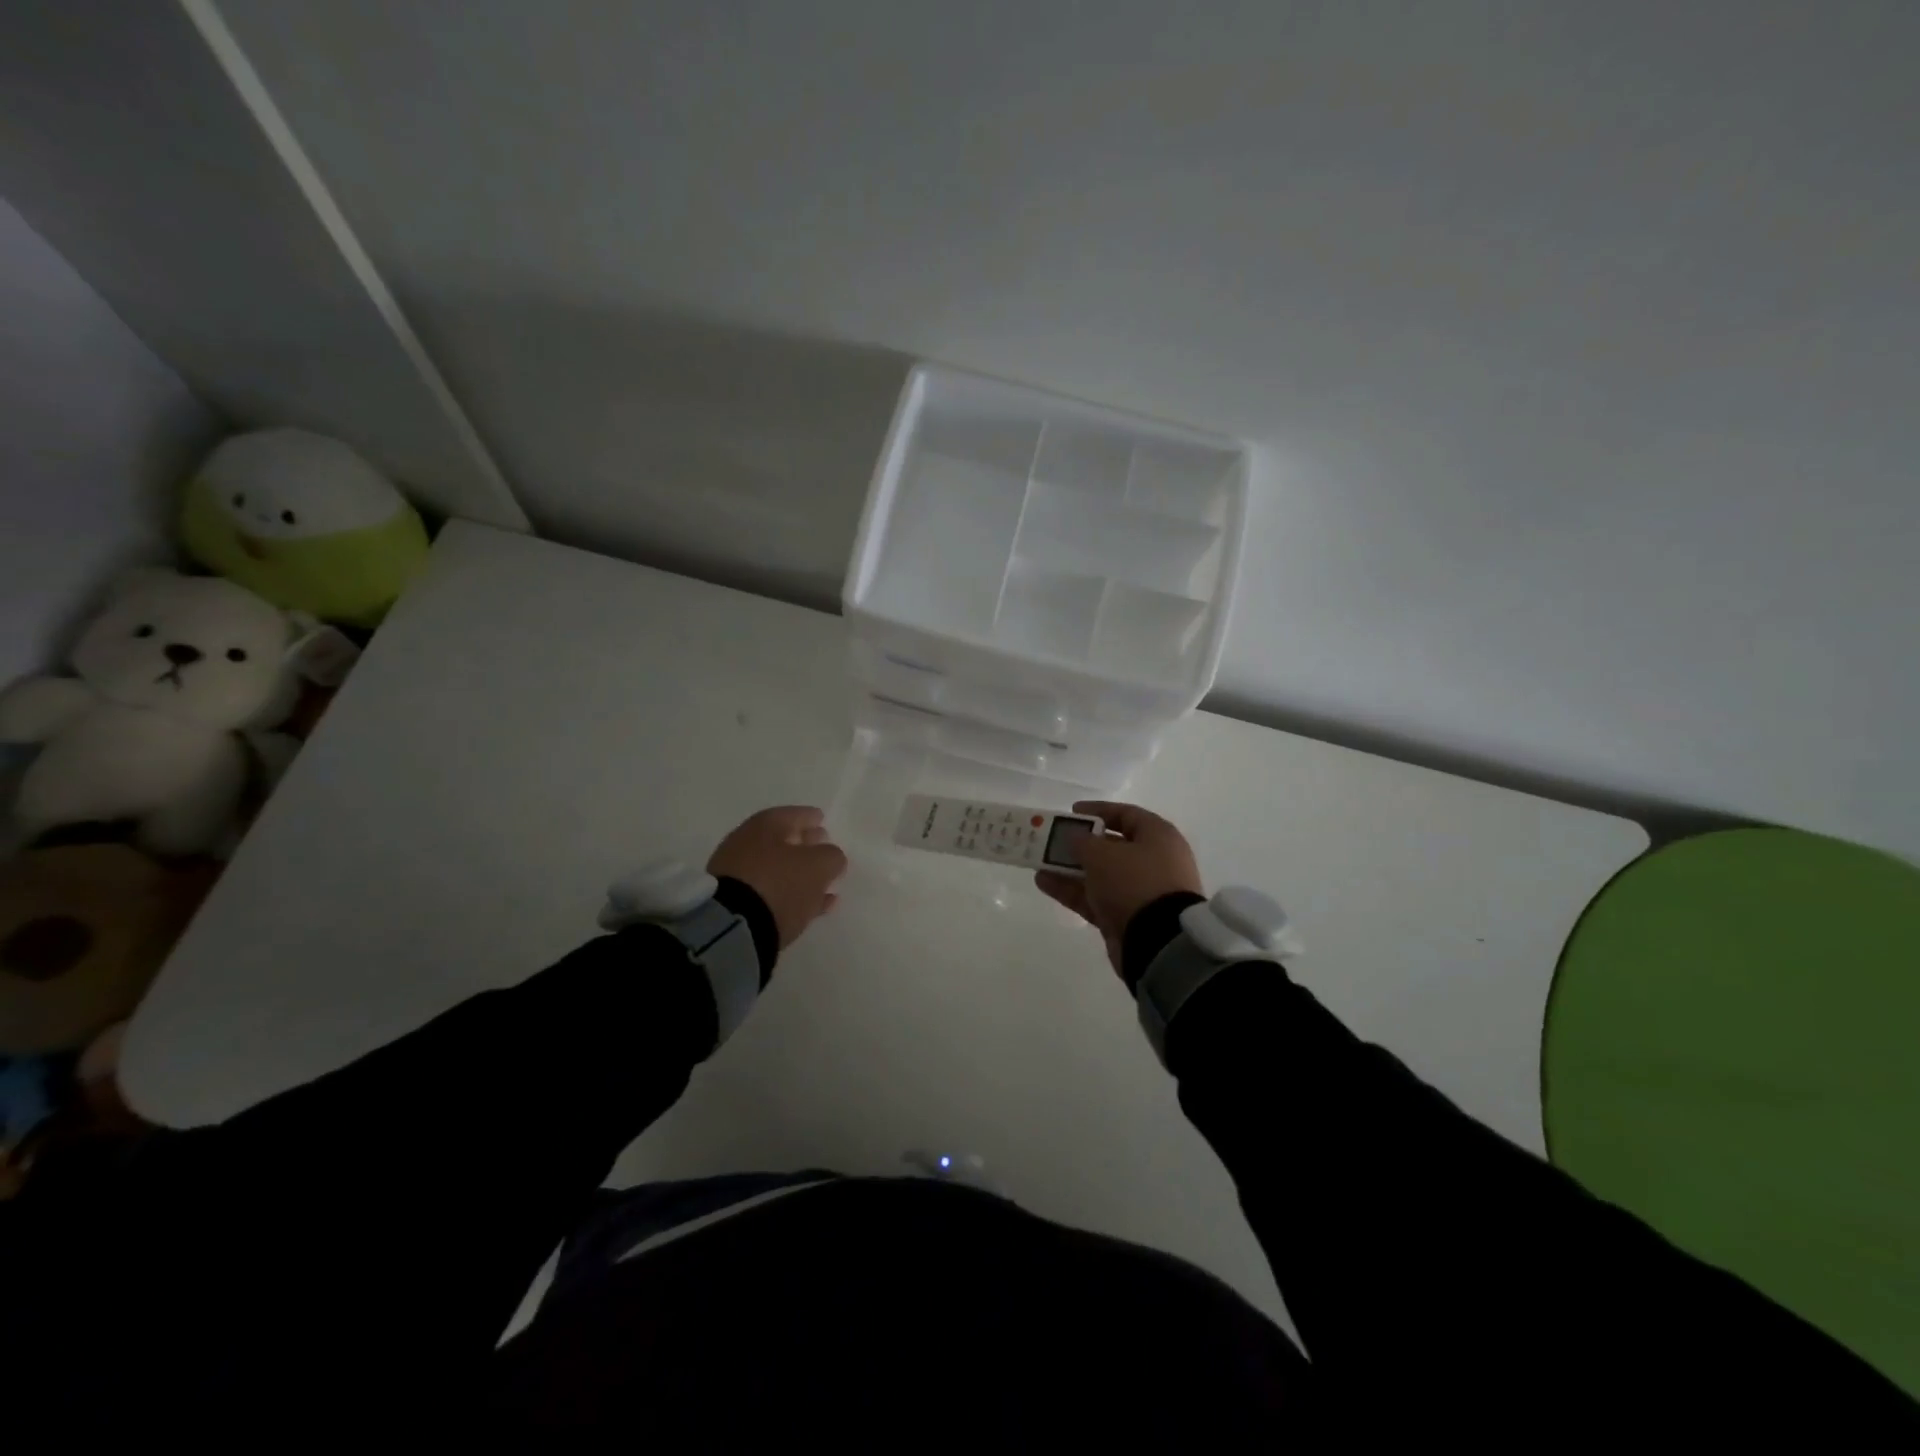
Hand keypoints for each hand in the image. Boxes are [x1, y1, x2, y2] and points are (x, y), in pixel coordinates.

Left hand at [707, 806, 846, 948]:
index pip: (793, 814)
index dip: (810, 817)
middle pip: (782, 840)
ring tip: (824, 885)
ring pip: (776, 869)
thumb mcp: (819, 866)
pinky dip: (790, 895)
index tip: (823, 821)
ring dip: (799, 874)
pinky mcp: (735, 904)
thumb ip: (831, 857)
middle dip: (804, 845)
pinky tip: (812, 906)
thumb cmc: (780, 883)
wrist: (733, 927)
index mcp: (765, 825)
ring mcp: (738, 874)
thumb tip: (831, 857)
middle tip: (823, 850)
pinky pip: (770, 893)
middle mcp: (747, 844)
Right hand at [1035, 801, 1203, 974]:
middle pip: (1111, 846)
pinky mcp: (1127, 917)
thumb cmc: (1134, 882)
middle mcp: (1153, 861)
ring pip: (1100, 874)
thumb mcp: (1102, 854)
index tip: (1071, 812)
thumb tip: (1073, 837)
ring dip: (1070, 868)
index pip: (1126, 814)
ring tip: (1040, 863)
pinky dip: (1073, 890)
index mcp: (1158, 837)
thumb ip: (1082, 841)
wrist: (1158, 941)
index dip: (1098, 811)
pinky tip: (1044, 883)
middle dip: (1080, 844)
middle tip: (1052, 840)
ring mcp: (1140, 891)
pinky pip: (1096, 897)